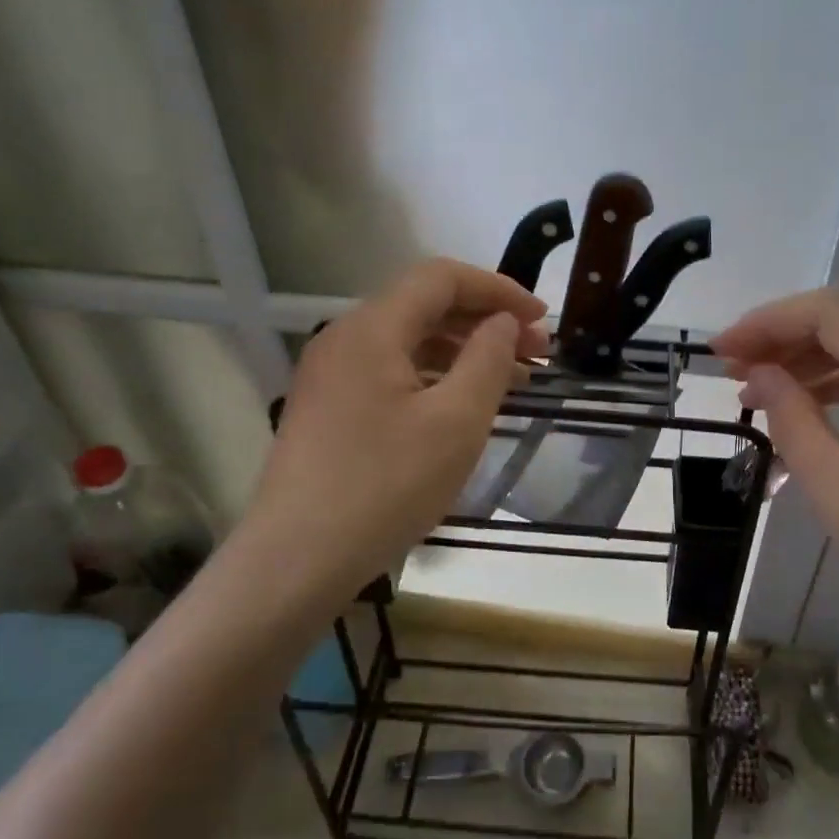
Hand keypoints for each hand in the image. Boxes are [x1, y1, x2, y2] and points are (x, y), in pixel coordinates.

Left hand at [244, 258, 549, 600]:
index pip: (441, 278)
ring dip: (464, 352)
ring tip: (514, 380)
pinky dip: (435, 379)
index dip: (498, 289)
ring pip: (409, 343)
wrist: (297, 560)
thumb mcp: (456, 421)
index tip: (541, 317)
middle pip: (424, 307)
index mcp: (372, 328)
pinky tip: (464, 407)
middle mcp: (345, 338)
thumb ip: (488, 359)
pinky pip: (391, 374)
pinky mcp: (329, 410)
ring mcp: (332, 376)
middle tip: (538, 352)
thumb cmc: (385, 486)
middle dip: (486, 322)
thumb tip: (502, 321)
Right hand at [713, 290, 838, 658]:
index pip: (834, 314)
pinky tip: (805, 404)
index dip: (769, 321)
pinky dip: (838, 377)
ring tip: (756, 387)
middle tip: (732, 368)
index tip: (722, 352)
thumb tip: (761, 377)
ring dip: (807, 354)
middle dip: (783, 333)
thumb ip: (798, 428)